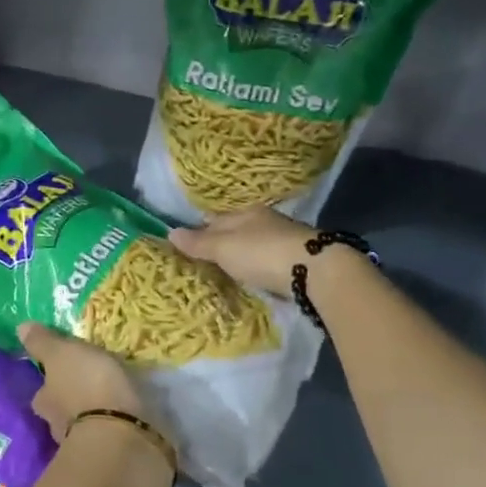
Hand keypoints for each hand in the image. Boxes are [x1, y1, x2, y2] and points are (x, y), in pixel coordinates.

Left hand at [19, 322, 143, 442]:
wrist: (119, 434)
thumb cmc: (87, 386)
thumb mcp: (62, 353)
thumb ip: (43, 343)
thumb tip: (19, 329)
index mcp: (43, 400)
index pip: (41, 390)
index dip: (50, 382)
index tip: (61, 374)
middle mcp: (55, 425)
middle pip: (58, 410)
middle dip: (70, 401)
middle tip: (87, 388)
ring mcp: (80, 444)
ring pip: (80, 425)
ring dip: (90, 416)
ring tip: (108, 404)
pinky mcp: (106, 455)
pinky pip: (105, 437)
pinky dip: (110, 429)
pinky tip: (122, 421)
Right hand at [168, 207, 315, 297]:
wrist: (315, 271)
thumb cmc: (262, 253)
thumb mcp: (224, 247)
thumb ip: (199, 242)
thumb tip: (170, 232)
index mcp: (246, 213)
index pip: (216, 218)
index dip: (201, 228)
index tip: (188, 240)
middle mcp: (265, 221)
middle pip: (237, 229)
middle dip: (222, 240)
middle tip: (205, 256)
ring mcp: (284, 239)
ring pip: (254, 243)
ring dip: (242, 253)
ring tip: (227, 266)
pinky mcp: (297, 259)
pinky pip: (268, 259)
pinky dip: (258, 264)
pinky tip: (253, 273)